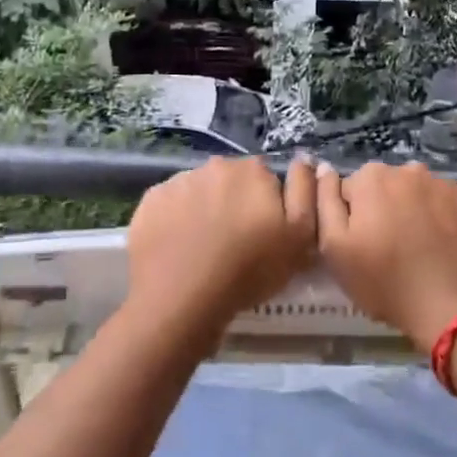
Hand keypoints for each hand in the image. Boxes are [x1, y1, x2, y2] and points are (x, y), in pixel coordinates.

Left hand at [126, 156, 317, 339]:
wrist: (182, 298)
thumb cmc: (250, 269)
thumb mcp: (300, 237)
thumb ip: (306, 192)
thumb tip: (306, 159)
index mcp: (253, 170)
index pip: (266, 179)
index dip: (267, 206)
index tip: (264, 233)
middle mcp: (214, 166)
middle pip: (231, 182)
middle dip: (234, 203)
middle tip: (235, 243)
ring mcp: (178, 181)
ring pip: (199, 192)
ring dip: (204, 210)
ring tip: (203, 248)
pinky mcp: (150, 201)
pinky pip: (169, 205)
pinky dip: (175, 220)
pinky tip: (178, 248)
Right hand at [316, 161, 456, 352]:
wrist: (456, 307)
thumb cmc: (386, 281)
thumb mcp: (335, 248)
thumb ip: (324, 202)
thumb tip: (324, 169)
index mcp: (372, 178)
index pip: (350, 190)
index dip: (352, 219)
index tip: (361, 246)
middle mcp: (410, 171)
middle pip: (386, 188)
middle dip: (384, 211)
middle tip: (389, 251)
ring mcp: (446, 185)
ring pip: (419, 196)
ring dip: (415, 214)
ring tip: (420, 252)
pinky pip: (448, 207)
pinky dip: (444, 222)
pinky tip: (445, 250)